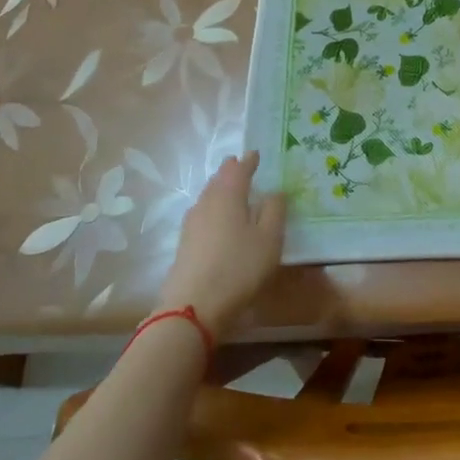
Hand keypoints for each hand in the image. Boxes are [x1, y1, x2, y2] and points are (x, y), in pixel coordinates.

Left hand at [158, 152, 285, 339]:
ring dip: (219, 189)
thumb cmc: (239, 267)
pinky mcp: (185, 244)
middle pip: (218, 181)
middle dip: (230, 172)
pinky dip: (212, 208)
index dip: (248, 161)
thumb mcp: (269, 238)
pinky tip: (216, 219)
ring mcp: (192, 224)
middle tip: (240, 165)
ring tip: (229, 189)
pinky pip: (201, 214)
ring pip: (207, 197)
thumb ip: (274, 210)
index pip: (239, 170)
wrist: (194, 306)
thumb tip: (274, 191)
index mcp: (229, 196)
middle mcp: (207, 203)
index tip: (254, 153)